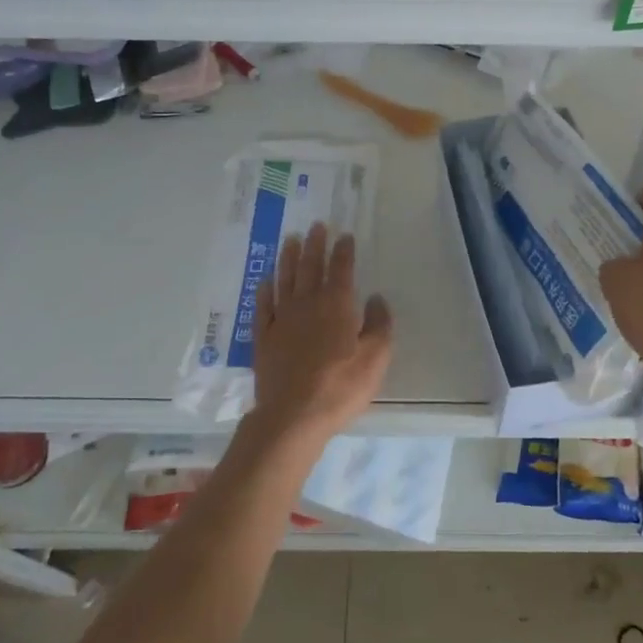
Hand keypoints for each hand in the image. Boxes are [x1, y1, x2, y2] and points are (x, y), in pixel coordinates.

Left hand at [251, 223, 393, 444]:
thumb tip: (376, 298)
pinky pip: (264, 306)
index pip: (341, 270)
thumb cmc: (341, 386)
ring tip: (291, 240)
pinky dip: (265, 290)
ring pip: (286, 280)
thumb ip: (379, 325)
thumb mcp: (376, 358)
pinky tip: (267, 281)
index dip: (344, 251)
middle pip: (311, 267)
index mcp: (337, 306)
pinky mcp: (264, 337)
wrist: (293, 415)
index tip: (344, 236)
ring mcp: (282, 320)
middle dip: (315, 245)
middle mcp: (308, 304)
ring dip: (289, 259)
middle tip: (316, 226)